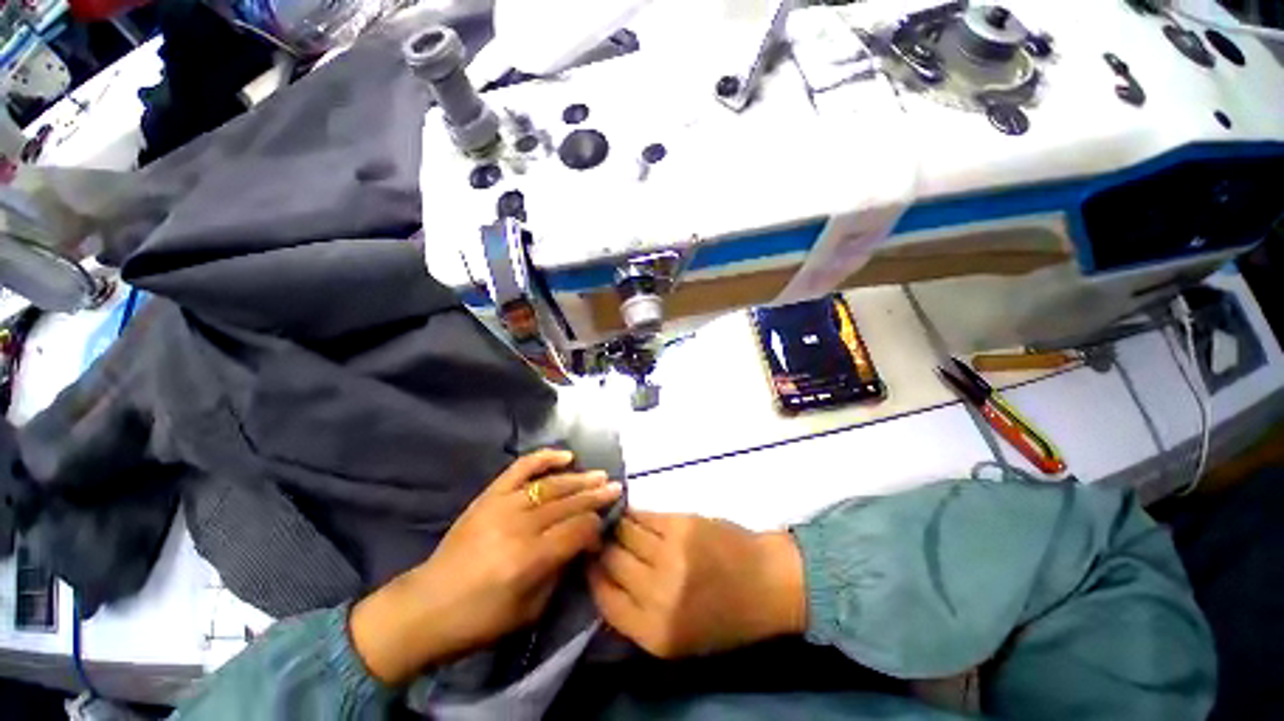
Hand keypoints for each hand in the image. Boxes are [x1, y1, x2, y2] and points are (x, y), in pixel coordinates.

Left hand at [351, 449, 622, 684]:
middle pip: (568, 503)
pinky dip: (544, 458)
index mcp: (529, 559)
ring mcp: (503, 505)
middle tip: (616, 487)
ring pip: (551, 485)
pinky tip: (565, 455)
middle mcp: (519, 526)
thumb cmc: (480, 620)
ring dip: (579, 478)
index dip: (596, 526)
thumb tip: (582, 543)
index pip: (577, 530)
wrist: (426, 607)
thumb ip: (560, 572)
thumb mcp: (529, 611)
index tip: (605, 526)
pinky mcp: (489, 496)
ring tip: (600, 474)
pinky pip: (521, 468)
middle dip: (596, 496)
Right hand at [588, 511, 805, 658]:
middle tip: (600, 537)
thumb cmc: (724, 617)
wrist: (767, 582)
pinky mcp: (681, 524)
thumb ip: (638, 616)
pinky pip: (645, 515)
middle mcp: (658, 593)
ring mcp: (670, 553)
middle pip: (611, 560)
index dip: (593, 575)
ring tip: (616, 523)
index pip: (604, 598)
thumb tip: (604, 577)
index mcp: (655, 632)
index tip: (590, 561)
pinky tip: (634, 514)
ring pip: (625, 532)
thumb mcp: (678, 638)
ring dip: (618, 527)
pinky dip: (635, 514)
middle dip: (602, 547)